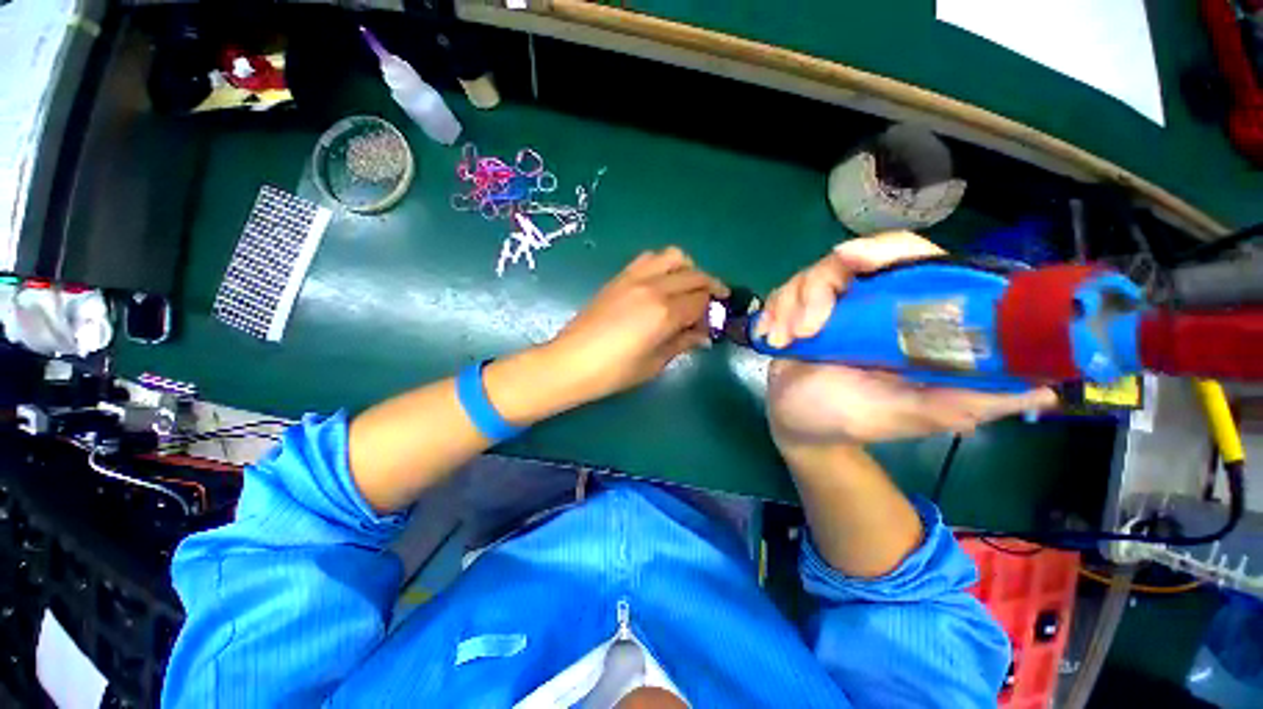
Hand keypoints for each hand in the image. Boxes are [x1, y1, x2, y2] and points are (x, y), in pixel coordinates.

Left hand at [547, 247, 727, 401]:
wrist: (571, 361)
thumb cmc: (614, 371)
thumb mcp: (654, 363)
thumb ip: (682, 343)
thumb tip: (703, 336)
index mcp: (665, 313)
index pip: (701, 301)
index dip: (712, 312)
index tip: (711, 325)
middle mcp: (653, 287)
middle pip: (694, 275)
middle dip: (710, 287)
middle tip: (713, 303)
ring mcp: (634, 278)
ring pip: (673, 256)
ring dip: (688, 269)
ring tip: (688, 288)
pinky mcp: (619, 277)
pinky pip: (648, 258)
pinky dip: (664, 264)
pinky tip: (662, 283)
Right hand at [760, 232, 1056, 449]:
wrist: (798, 424)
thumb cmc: (851, 419)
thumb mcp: (909, 415)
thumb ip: (965, 403)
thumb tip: (1045, 389)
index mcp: (908, 319)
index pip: (913, 261)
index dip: (888, 251)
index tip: (854, 260)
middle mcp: (872, 303)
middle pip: (854, 258)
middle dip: (819, 287)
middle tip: (806, 322)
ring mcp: (833, 304)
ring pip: (811, 275)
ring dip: (792, 307)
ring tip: (786, 341)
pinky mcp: (799, 310)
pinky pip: (784, 292)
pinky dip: (773, 312)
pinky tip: (770, 338)